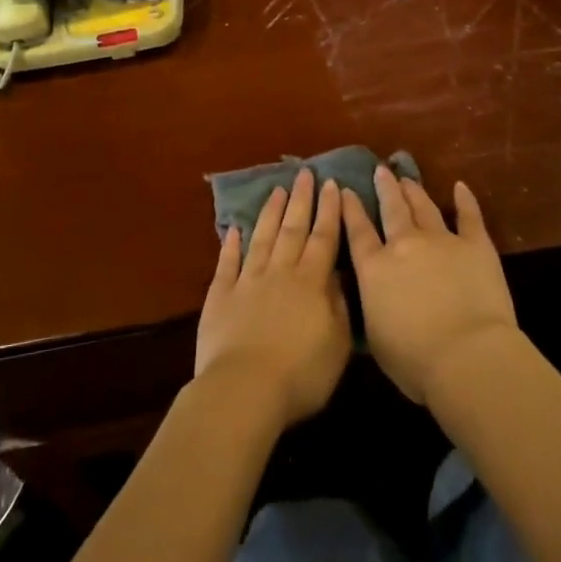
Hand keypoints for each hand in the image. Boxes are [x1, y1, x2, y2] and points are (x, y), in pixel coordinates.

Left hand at [195, 169, 351, 428]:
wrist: (245, 389)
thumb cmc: (301, 373)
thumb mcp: (337, 344)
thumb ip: (340, 305)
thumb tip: (338, 275)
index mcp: (311, 282)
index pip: (323, 238)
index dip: (329, 211)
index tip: (331, 184)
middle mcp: (280, 272)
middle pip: (293, 229)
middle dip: (301, 199)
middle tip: (305, 173)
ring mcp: (247, 281)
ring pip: (262, 238)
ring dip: (271, 213)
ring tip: (277, 189)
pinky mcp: (221, 296)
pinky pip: (227, 263)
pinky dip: (231, 245)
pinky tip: (234, 229)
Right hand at [342, 165, 518, 403]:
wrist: (467, 356)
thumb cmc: (414, 361)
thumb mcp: (376, 337)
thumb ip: (372, 306)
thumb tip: (372, 294)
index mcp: (375, 269)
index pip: (358, 231)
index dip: (351, 208)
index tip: (347, 189)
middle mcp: (404, 245)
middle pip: (391, 209)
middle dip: (384, 188)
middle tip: (380, 170)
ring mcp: (441, 240)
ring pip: (423, 207)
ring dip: (414, 190)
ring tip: (407, 178)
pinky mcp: (475, 245)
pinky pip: (469, 216)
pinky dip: (465, 200)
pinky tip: (460, 186)